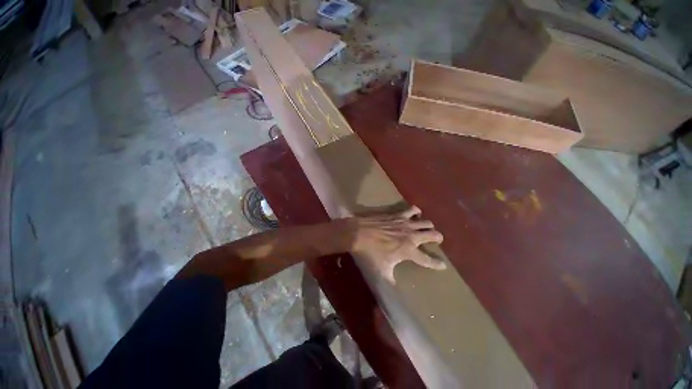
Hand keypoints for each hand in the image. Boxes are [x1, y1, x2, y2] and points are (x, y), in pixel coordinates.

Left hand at [345, 206, 445, 283]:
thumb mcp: (381, 271)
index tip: (443, 265)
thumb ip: (390, 282)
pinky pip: (412, 210)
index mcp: (408, 251)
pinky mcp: (398, 215)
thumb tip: (394, 292)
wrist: (359, 233)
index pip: (427, 259)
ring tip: (427, 228)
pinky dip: (416, 212)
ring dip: (428, 225)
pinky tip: (416, 214)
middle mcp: (411, 236)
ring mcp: (405, 223)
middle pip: (432, 235)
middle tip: (437, 240)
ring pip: (426, 222)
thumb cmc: (370, 253)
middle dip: (438, 238)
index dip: (436, 263)